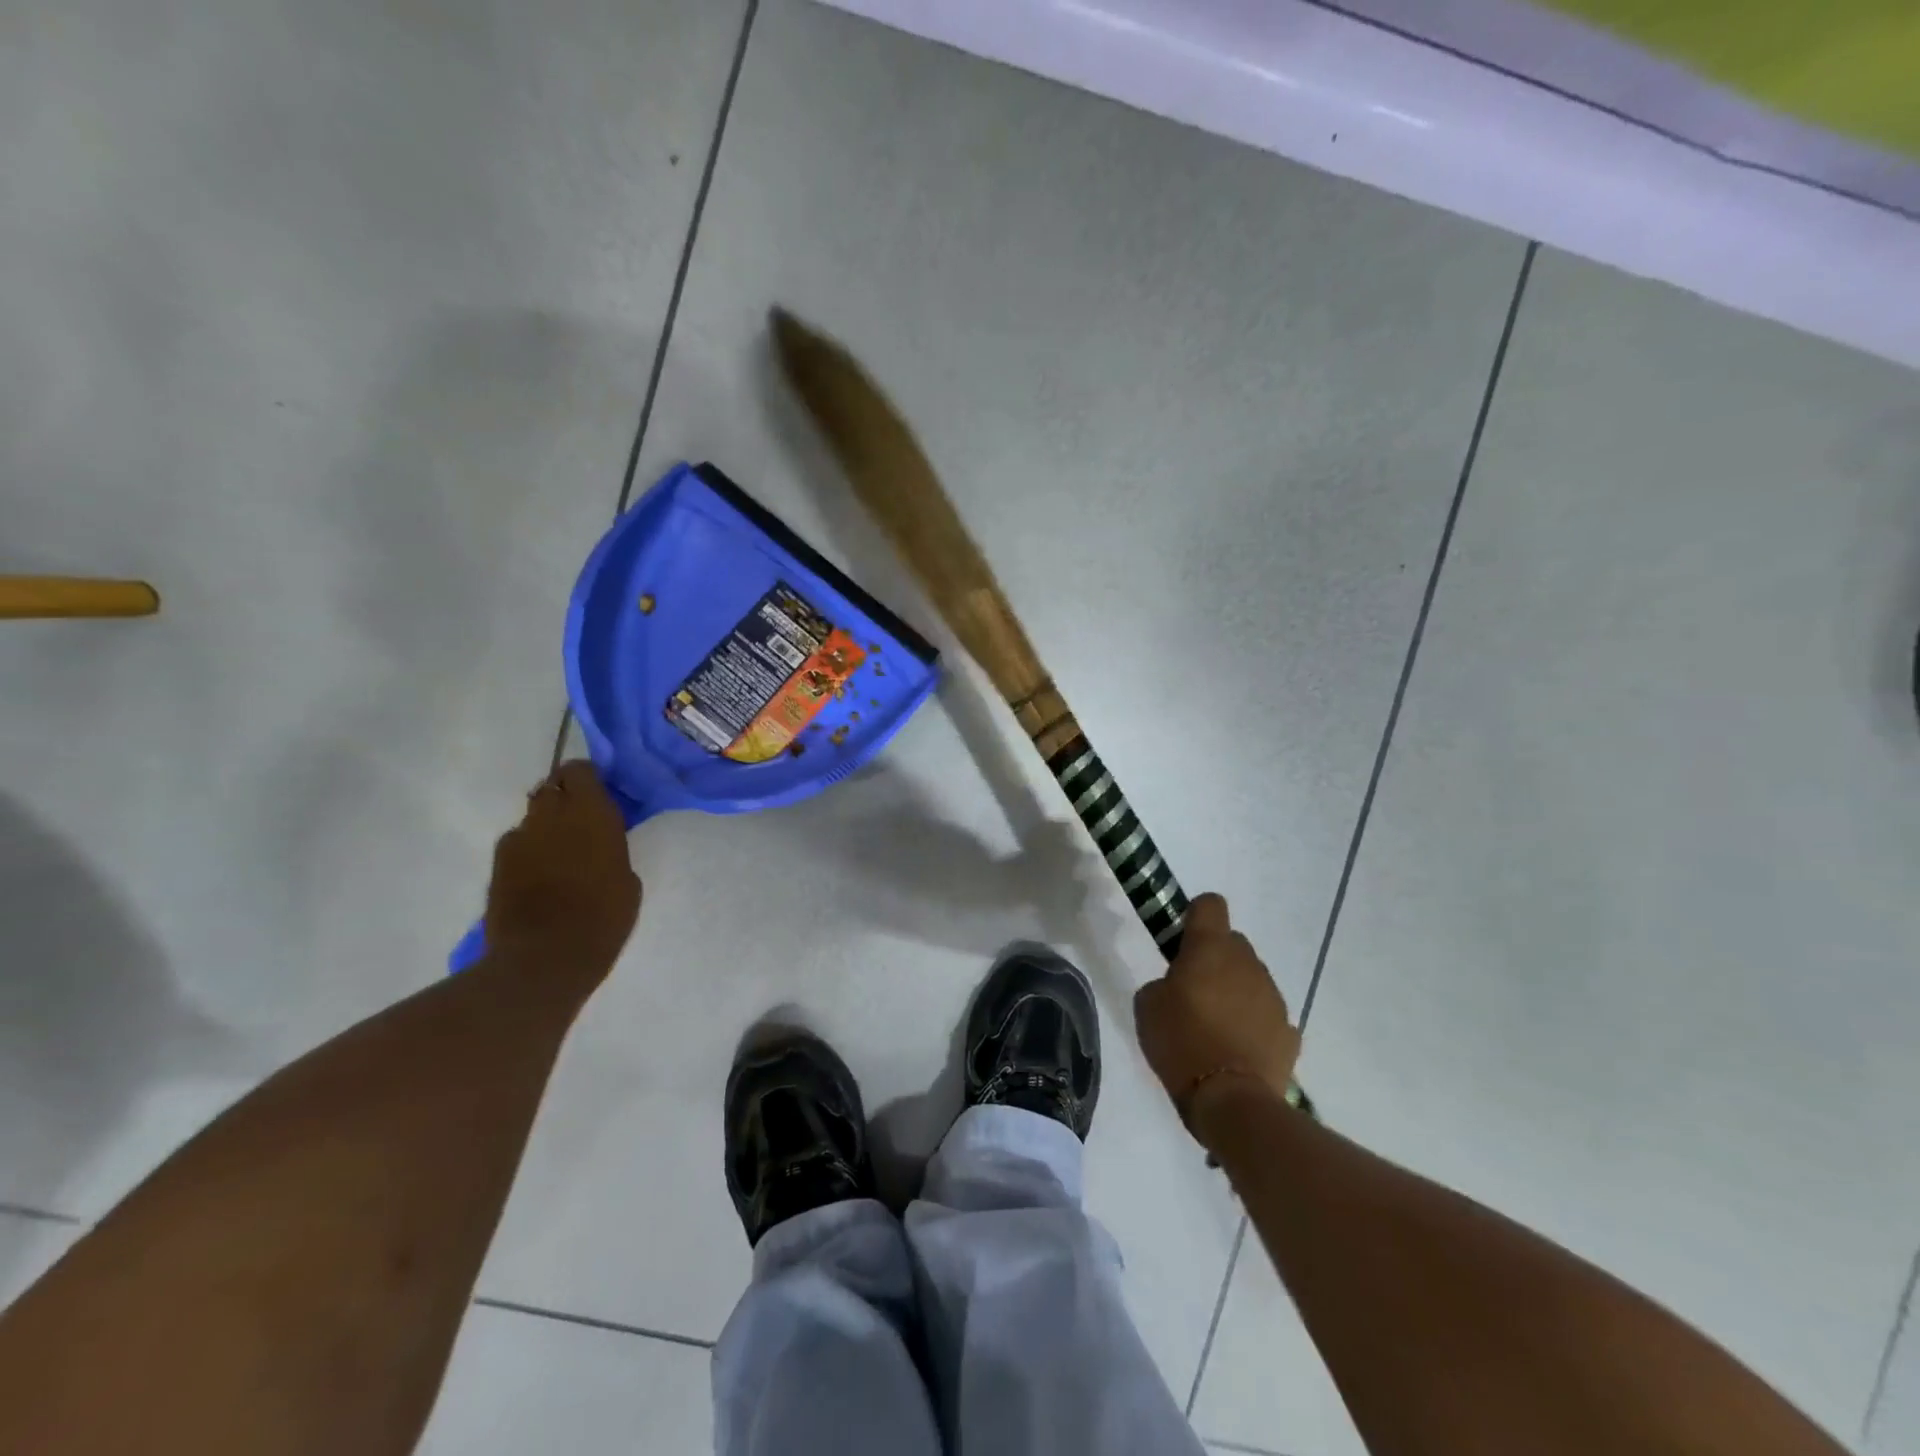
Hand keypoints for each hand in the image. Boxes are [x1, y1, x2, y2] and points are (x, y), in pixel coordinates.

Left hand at [484, 761, 640, 983]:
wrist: (544, 959)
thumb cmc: (603, 918)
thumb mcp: (627, 877)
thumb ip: (610, 846)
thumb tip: (597, 839)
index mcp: (591, 813)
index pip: (579, 771)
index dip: (587, 778)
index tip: (600, 794)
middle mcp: (551, 816)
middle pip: (552, 787)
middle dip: (565, 798)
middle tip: (580, 822)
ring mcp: (519, 839)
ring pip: (533, 816)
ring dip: (546, 825)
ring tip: (559, 853)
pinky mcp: (497, 864)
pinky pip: (517, 843)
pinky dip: (529, 850)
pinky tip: (539, 876)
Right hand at [1134, 893, 1300, 1131]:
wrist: (1231, 1100)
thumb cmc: (1181, 1042)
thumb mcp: (1147, 1005)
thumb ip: (1162, 981)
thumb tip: (1178, 985)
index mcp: (1210, 948)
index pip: (1210, 904)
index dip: (1195, 915)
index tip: (1182, 940)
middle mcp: (1247, 963)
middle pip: (1232, 942)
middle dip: (1214, 957)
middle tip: (1193, 989)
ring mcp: (1273, 996)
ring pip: (1250, 977)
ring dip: (1235, 989)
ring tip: (1216, 1025)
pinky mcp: (1289, 1030)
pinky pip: (1266, 1013)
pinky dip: (1253, 1022)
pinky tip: (1237, 1048)